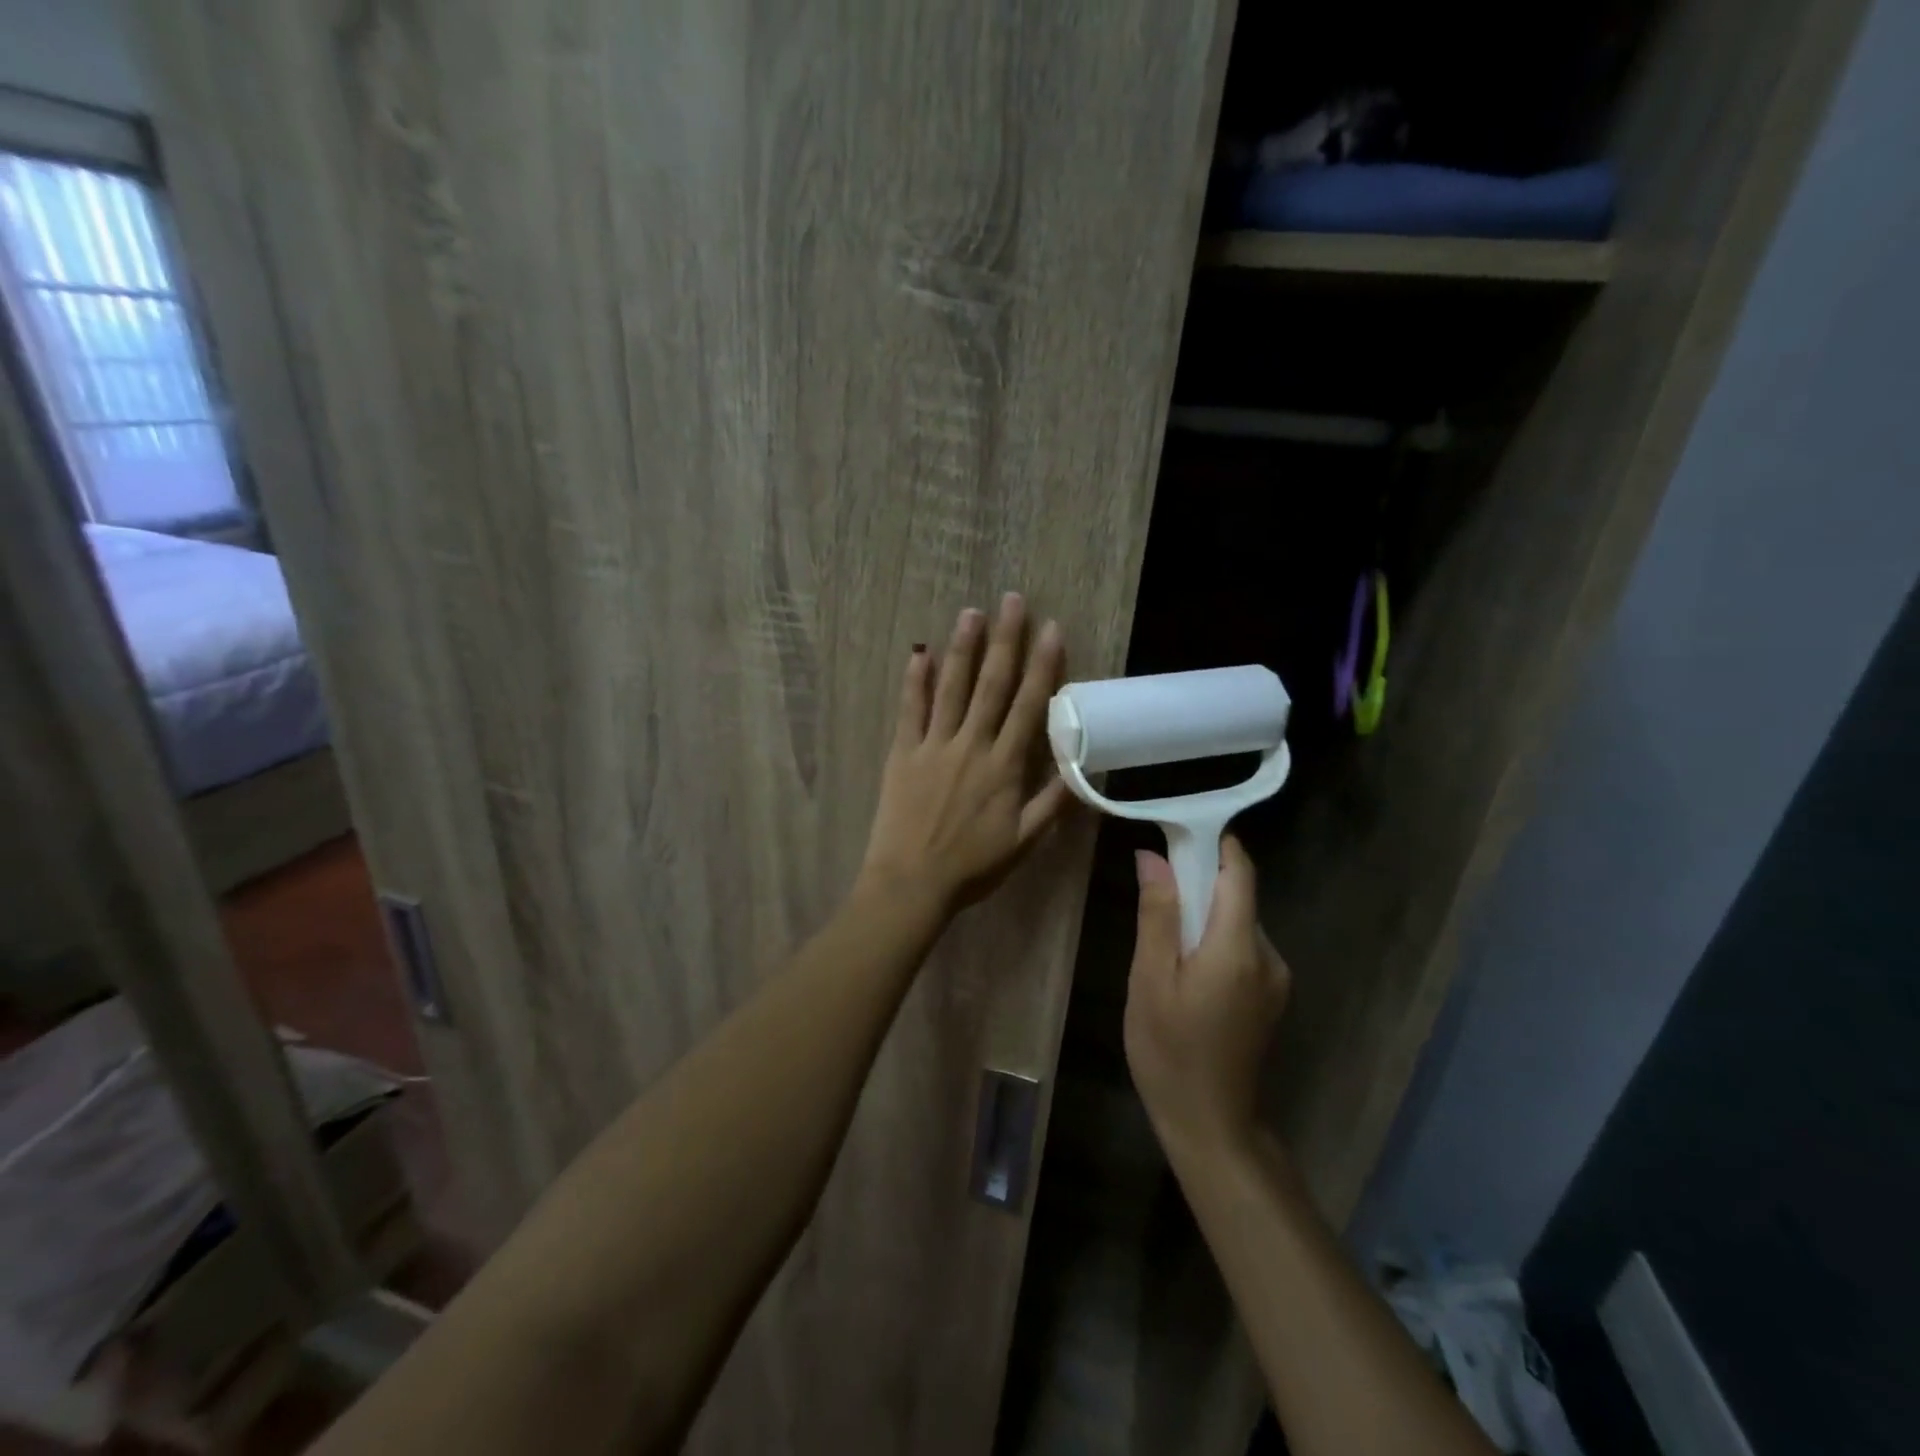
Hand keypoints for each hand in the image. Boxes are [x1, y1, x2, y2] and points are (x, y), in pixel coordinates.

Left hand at [858, 594, 1071, 914]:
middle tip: (1012, 600)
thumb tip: (1085, 771)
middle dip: (1005, 640)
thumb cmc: (972, 866)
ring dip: (963, 648)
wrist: (912, 882)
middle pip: (992, 684)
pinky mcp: (904, 753)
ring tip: (971, 612)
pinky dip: (914, 681)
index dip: (1043, 665)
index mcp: (1005, 765)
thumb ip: (1054, 804)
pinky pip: (910, 710)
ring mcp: (934, 746)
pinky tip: (918, 652)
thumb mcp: (1024, 842)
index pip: (1030, 705)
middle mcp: (972, 745)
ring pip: (951, 687)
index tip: (1051, 628)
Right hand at [1124, 836, 1289, 1159]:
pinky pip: (1243, 949)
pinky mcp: (1271, 997)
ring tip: (1163, 946)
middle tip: (1153, 899)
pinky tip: (1185, 972)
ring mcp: (1276, 979)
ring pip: (1238, 923)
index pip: (1239, 872)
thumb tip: (1153, 857)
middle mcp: (1268, 955)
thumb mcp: (1150, 979)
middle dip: (1199, 885)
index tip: (1178, 834)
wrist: (1212, 1125)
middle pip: (1238, 896)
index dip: (1214, 845)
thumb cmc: (1170, 1050)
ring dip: (1204, 917)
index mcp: (1238, 947)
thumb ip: (1158, 915)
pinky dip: (1214, 942)